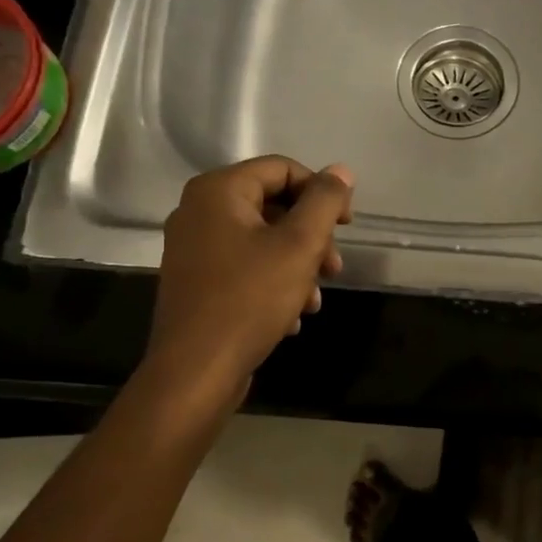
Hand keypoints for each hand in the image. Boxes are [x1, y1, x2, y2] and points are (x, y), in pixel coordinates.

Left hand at [145, 155, 353, 387]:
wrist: (195, 372)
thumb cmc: (250, 299)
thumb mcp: (300, 245)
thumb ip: (325, 201)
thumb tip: (341, 172)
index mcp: (219, 191)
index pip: (282, 169)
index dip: (321, 191)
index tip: (347, 225)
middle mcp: (199, 211)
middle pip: (274, 205)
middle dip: (312, 236)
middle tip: (334, 267)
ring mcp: (194, 248)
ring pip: (263, 240)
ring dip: (298, 264)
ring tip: (315, 299)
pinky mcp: (196, 281)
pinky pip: (245, 266)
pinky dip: (274, 282)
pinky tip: (293, 315)